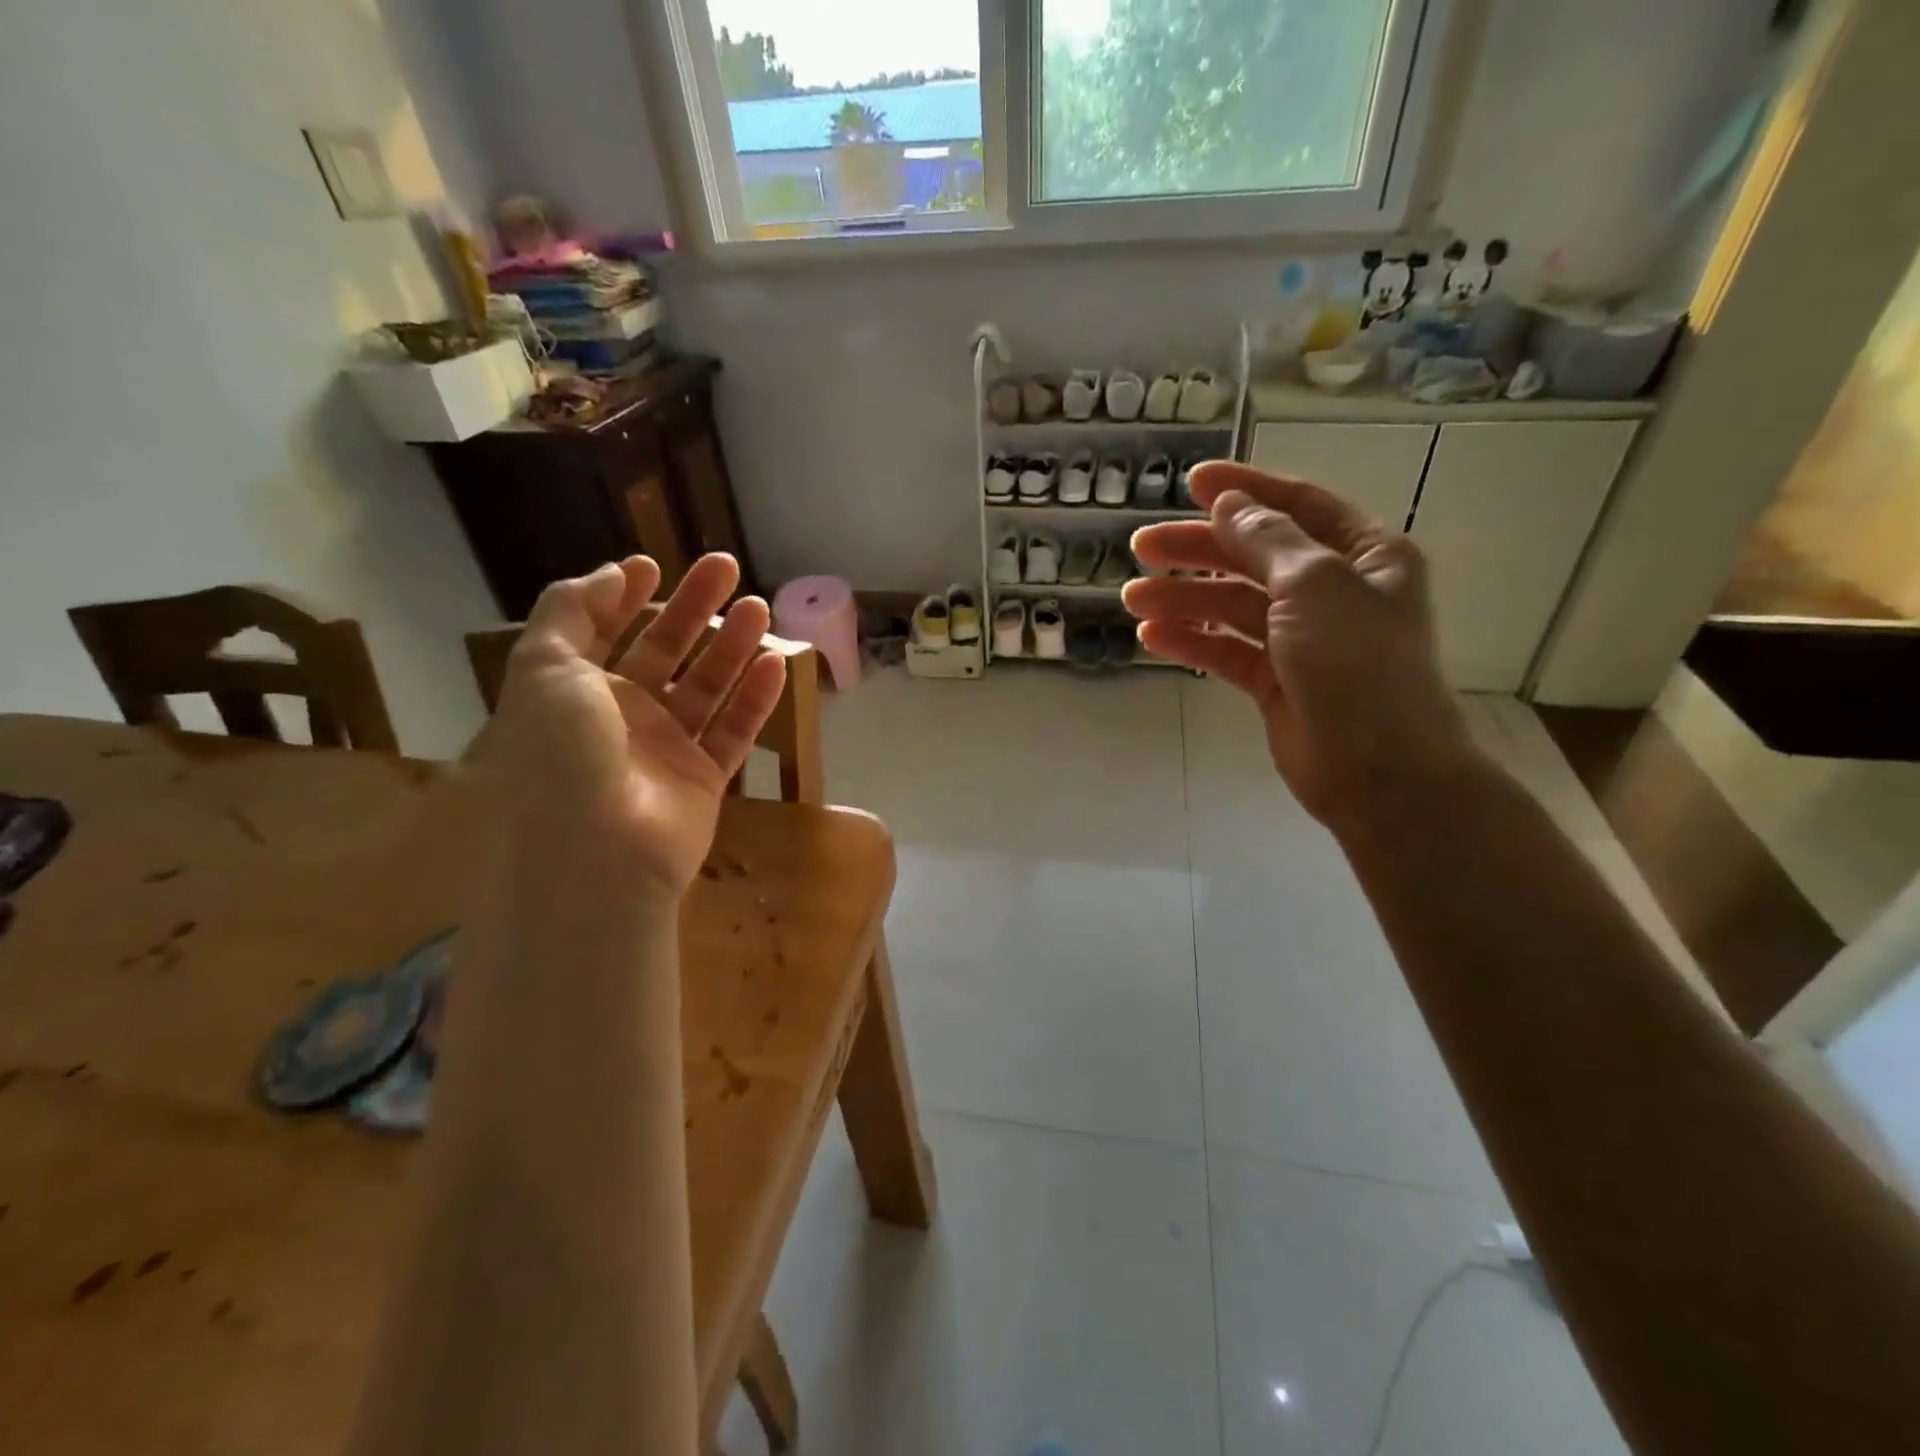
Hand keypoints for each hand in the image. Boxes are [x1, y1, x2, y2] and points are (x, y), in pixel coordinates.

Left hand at [487, 554, 786, 893]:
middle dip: (693, 607)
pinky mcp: (704, 779)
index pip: (602, 633)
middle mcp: (620, 717)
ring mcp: (665, 749)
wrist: (596, 855)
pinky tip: (777, 665)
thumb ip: (571, 612)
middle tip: (726, 567)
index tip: (654, 565)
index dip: (624, 598)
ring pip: (706, 687)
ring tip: (760, 608)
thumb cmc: (561, 756)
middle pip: (664, 650)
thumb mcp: (544, 669)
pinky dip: (756, 699)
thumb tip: (612, 573)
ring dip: (732, 646)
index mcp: (574, 692)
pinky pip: (735, 731)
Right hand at [1125, 462, 1476, 826]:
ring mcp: (1303, 640)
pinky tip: (1152, 638)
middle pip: (1254, 557)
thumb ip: (1266, 541)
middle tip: (1142, 546)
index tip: (1191, 482)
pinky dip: (1192, 641)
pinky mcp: (1276, 682)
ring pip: (1233, 606)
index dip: (1245, 490)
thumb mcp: (1314, 585)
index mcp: (1364, 556)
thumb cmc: (1357, 664)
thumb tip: (1229, 506)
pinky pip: (1227, 650)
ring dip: (1184, 598)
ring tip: (1133, 598)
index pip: (1298, 507)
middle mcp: (1334, 591)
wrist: (1377, 770)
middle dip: (1198, 549)